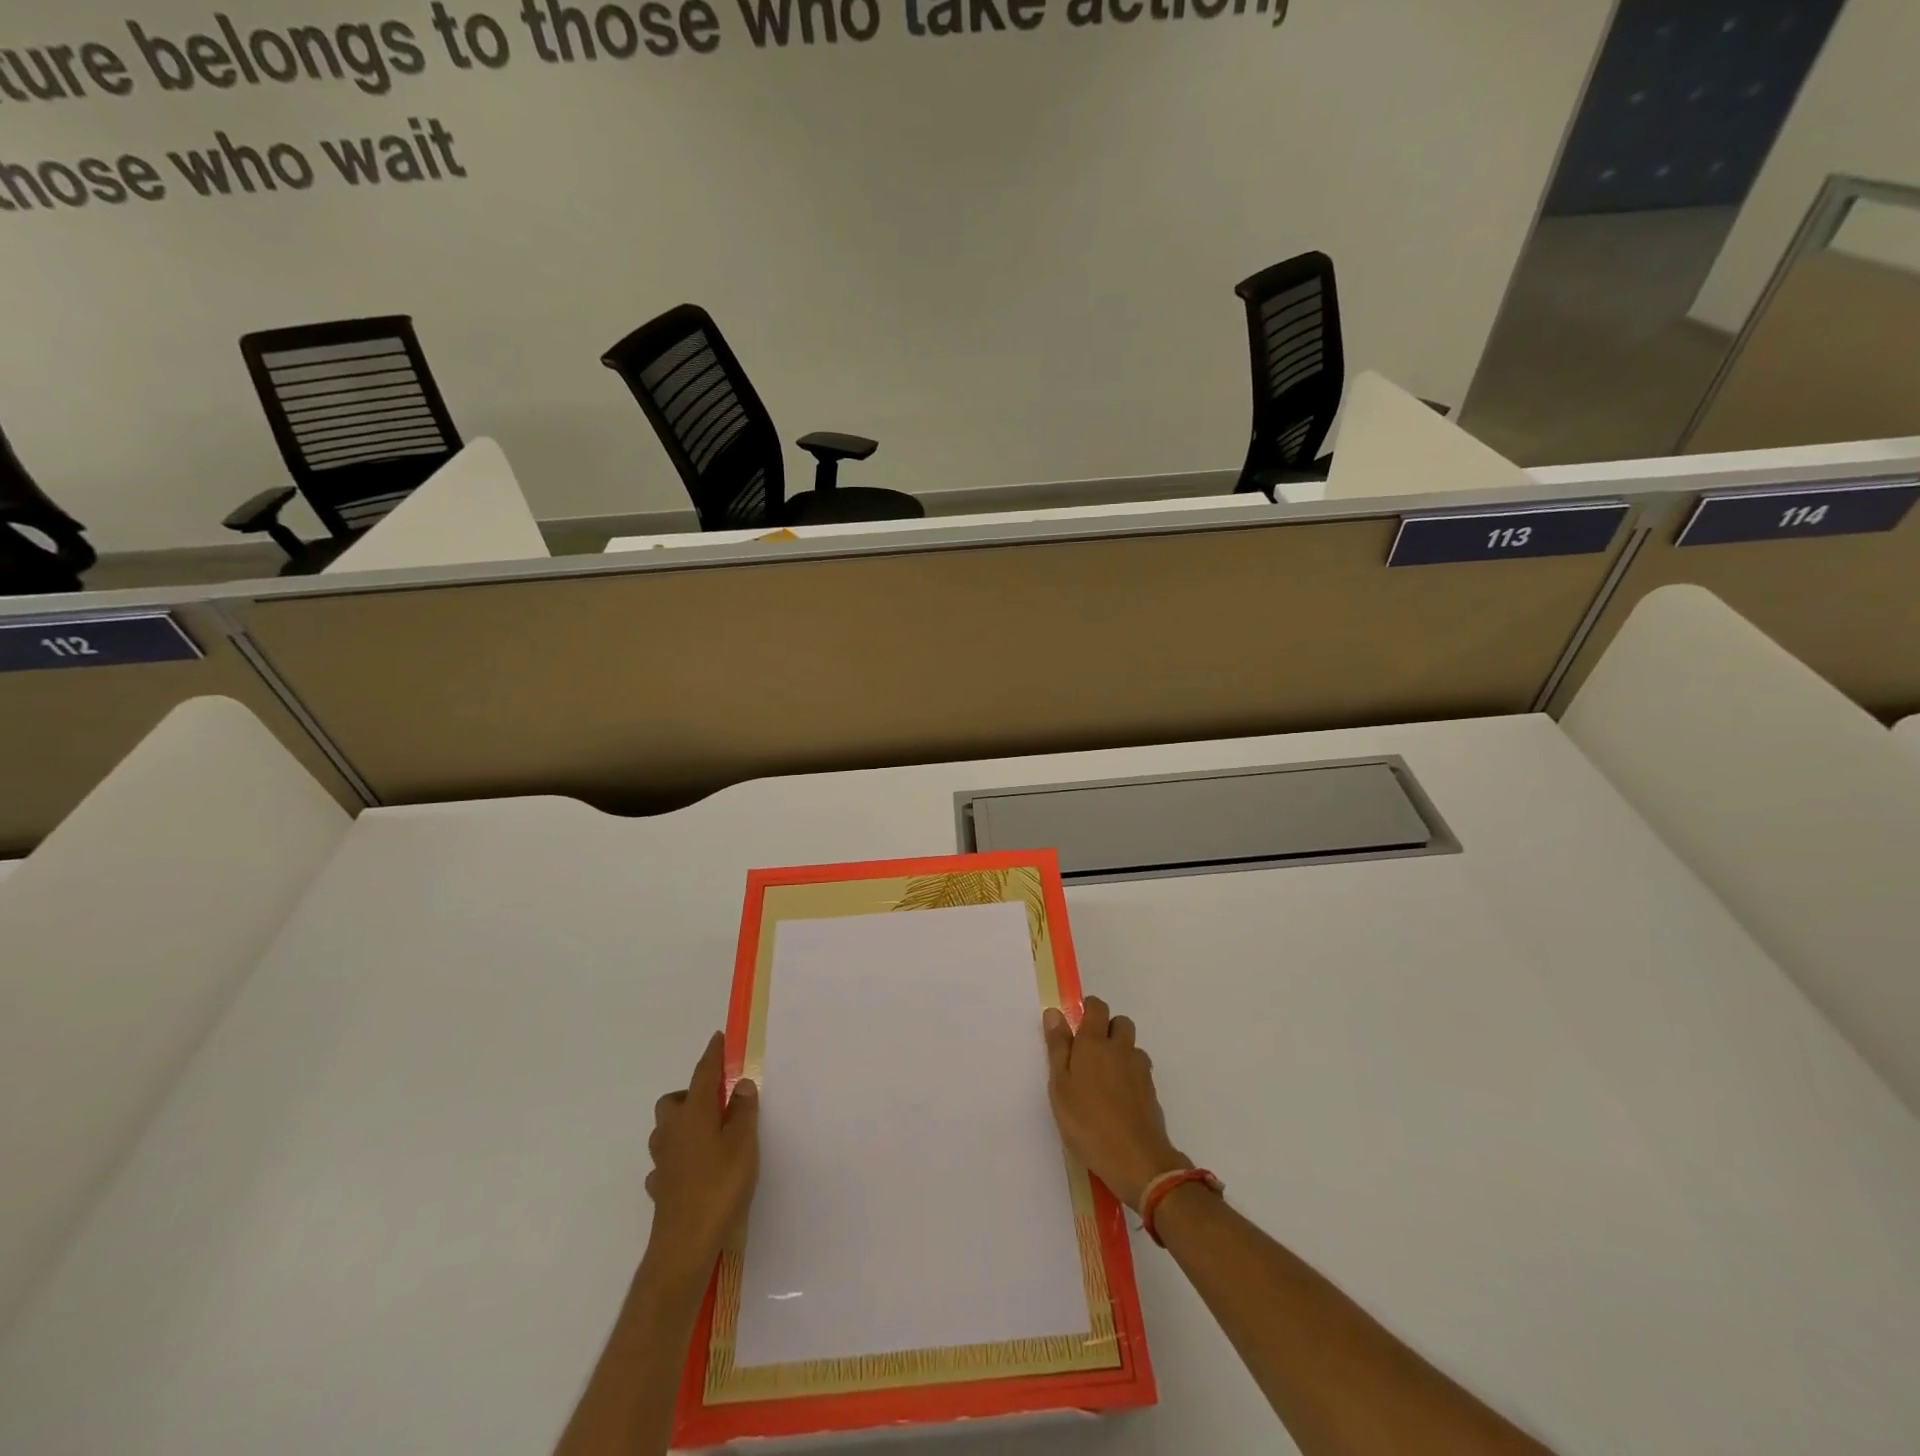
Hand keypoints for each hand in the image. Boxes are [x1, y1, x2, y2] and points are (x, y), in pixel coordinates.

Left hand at [644, 1031, 759, 1280]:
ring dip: (683, 1125)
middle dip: (690, 1095)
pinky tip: (695, 1168)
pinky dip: (679, 1157)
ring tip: (709, 1134)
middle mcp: (672, 1131)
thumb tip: (740, 1084)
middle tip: (716, 1102)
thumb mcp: (743, 1143)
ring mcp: (662, 1161)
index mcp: (694, 1114)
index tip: (718, 1038)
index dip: (712, 1055)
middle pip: (673, 1101)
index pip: (702, 1075)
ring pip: (666, 1130)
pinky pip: (666, 1161)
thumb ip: (743, 1111)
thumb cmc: (719, 1187)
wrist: (684, 1246)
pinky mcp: (660, 1187)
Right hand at [1043, 997, 1190, 1211]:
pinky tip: (1118, 1100)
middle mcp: (1121, 1049)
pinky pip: (1140, 1071)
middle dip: (1107, 1029)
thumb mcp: (1060, 1086)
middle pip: (1120, 1023)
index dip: (1088, 1009)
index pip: (1097, 1007)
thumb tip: (1055, 1012)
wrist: (1136, 1160)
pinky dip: (1130, 1076)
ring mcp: (1140, 1070)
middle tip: (1089, 1054)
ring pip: (1132, 1048)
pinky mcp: (1152, 1091)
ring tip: (1104, 1080)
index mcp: (1094, 1043)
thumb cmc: (1087, 1122)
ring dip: (1120, 1053)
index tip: (1077, 1025)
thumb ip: (1058, 1047)